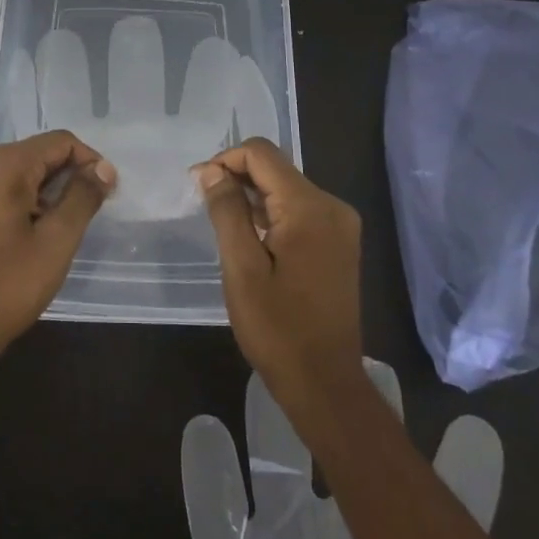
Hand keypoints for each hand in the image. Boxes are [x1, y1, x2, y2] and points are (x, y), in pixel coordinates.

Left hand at [0, 130, 115, 369]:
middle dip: (68, 178)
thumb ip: (83, 197)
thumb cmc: (7, 286)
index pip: (60, 142)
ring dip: (47, 192)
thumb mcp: (56, 241)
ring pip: (20, 173)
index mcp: (3, 164)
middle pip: (38, 154)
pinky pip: (0, 189)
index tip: (106, 195)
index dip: (89, 162)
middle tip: (87, 217)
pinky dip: (24, 202)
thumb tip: (103, 168)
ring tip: (60, 230)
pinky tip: (31, 235)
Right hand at [197, 138, 365, 415]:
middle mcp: (331, 205)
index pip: (261, 154)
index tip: (198, 185)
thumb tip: (212, 171)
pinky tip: (249, 234)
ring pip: (286, 187)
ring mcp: (340, 224)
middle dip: (237, 176)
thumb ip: (227, 211)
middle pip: (276, 168)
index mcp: (309, 207)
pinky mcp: (339, 242)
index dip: (225, 160)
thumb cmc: (278, 329)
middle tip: (204, 201)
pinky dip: (270, 212)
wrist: (325, 384)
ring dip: (252, 194)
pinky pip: (299, 209)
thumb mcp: (241, 268)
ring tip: (221, 218)